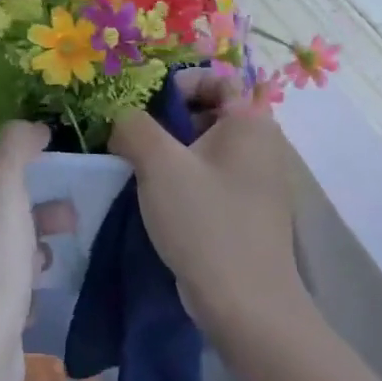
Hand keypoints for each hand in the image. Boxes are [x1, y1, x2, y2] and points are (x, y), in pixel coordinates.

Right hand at [109, 70, 302, 331]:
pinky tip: (156, 200)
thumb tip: (120, 116)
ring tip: (138, 172)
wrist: (245, 303)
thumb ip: (133, 126)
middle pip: (207, 111)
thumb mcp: (159, 164)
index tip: (145, 108)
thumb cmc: (205, 222)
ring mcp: (255, 180)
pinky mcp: (244, 210)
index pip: (216, 77)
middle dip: (166, 121)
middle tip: (132, 142)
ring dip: (169, 153)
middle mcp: (260, 144)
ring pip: (204, 148)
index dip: (178, 83)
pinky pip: (209, 178)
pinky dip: (183, 180)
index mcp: (250, 122)